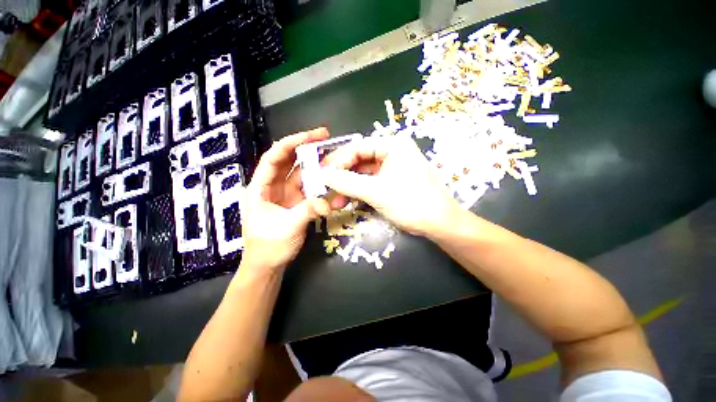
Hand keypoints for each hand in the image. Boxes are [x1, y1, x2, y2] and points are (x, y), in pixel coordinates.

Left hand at [239, 128, 330, 276]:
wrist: (268, 265)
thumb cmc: (269, 247)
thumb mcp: (287, 228)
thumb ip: (307, 211)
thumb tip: (328, 202)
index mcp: (260, 188)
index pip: (274, 158)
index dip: (291, 143)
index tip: (311, 136)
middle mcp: (272, 186)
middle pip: (288, 161)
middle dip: (305, 147)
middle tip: (326, 137)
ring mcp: (286, 194)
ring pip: (300, 173)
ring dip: (315, 164)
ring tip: (332, 154)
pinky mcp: (296, 202)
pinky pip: (308, 187)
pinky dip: (319, 181)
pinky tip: (330, 176)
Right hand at [322, 135, 459, 236]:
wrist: (439, 224)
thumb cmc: (410, 202)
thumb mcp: (376, 192)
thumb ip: (347, 182)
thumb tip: (323, 175)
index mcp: (392, 145)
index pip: (357, 147)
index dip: (338, 160)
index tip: (322, 175)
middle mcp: (393, 152)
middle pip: (359, 160)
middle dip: (342, 176)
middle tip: (326, 188)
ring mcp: (393, 168)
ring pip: (364, 173)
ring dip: (349, 187)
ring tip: (335, 201)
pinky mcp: (393, 181)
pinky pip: (371, 182)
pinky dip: (359, 192)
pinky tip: (348, 201)